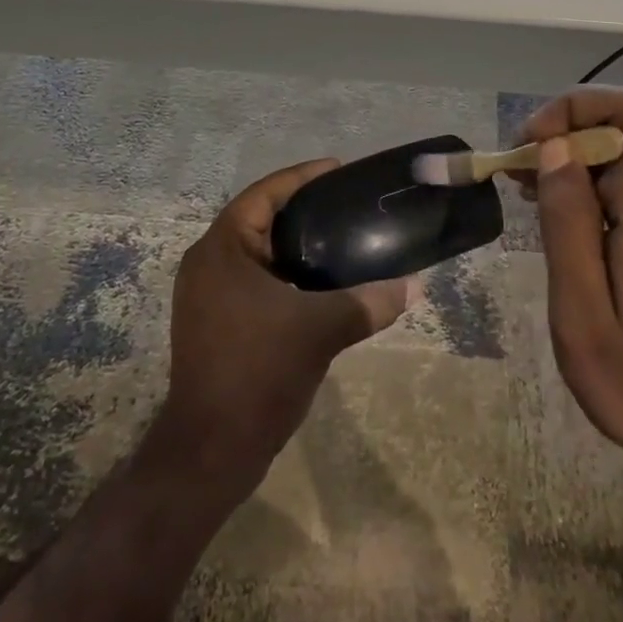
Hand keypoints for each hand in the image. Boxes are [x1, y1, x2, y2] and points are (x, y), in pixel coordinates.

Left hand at [162, 159, 410, 485]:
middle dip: (303, 210)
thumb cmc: (257, 372)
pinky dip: (286, 273)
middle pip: (260, 219)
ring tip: (341, 237)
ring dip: (295, 244)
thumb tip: (414, 286)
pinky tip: (321, 282)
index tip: (339, 170)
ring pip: (259, 253)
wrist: (212, 451)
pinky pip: (256, 280)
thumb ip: (368, 302)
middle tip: (347, 203)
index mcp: (221, 249)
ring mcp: (208, 296)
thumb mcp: (319, 330)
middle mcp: (208, 264)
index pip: (263, 194)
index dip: (301, 177)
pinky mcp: (216, 322)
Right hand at [513, 87, 622, 491]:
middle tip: (516, 180)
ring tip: (532, 204)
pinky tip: (570, 233)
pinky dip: (596, 194)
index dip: (576, 106)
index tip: (531, 144)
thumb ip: (567, 222)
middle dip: (563, 140)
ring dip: (576, 168)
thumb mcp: (582, 310)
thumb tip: (553, 150)